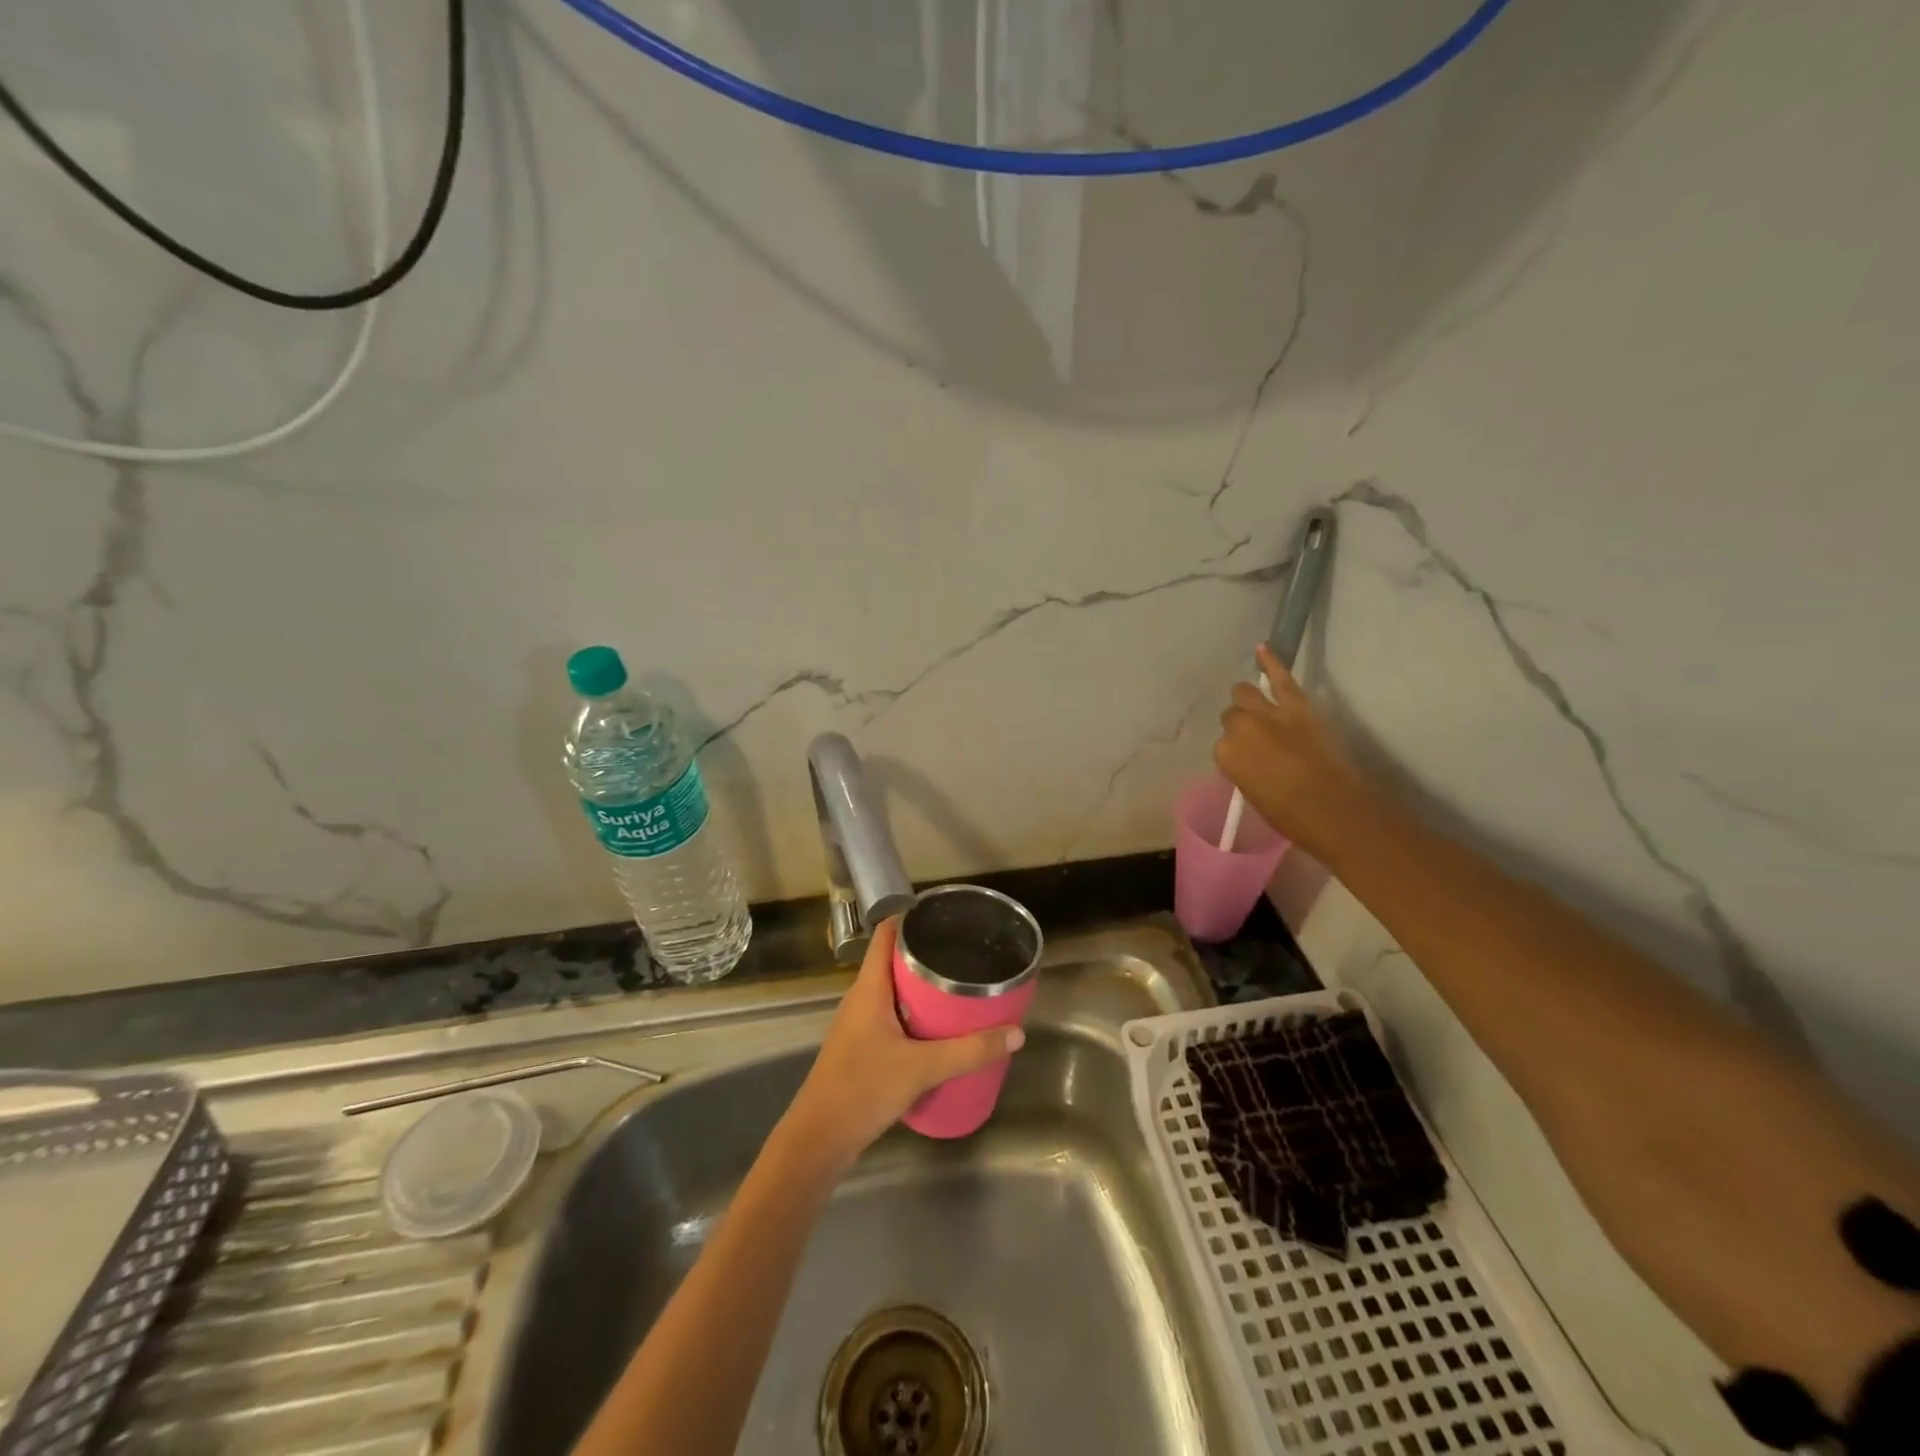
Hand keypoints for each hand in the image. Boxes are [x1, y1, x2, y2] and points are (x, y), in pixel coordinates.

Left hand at [779, 917, 1024, 1174]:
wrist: (819, 1139)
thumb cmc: (863, 1089)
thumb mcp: (922, 1068)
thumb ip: (969, 1051)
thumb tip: (1016, 1033)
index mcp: (869, 988)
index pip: (886, 935)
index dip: (911, 918)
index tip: (944, 915)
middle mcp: (861, 998)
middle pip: (894, 961)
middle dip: (927, 955)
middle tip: (965, 953)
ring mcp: (859, 1024)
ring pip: (894, 991)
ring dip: (922, 987)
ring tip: (959, 987)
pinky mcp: (861, 1047)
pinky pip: (892, 1016)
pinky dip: (915, 1014)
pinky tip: (939, 1029)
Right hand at [1214, 642, 1379, 861]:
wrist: (1333, 808)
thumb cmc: (1289, 814)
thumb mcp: (1252, 793)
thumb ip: (1244, 768)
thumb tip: (1250, 758)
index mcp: (1225, 755)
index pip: (1222, 745)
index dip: (1236, 752)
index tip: (1247, 762)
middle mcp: (1239, 728)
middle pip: (1232, 716)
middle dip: (1240, 725)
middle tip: (1256, 740)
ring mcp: (1268, 713)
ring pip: (1245, 693)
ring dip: (1248, 700)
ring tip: (1255, 706)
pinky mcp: (1296, 705)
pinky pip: (1280, 677)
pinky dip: (1271, 661)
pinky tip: (1262, 647)